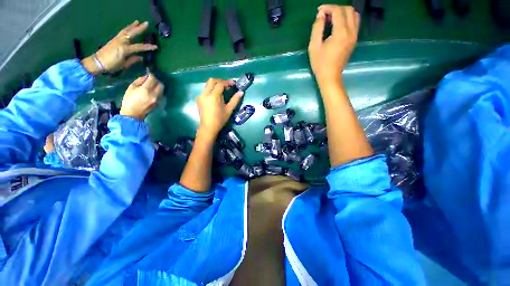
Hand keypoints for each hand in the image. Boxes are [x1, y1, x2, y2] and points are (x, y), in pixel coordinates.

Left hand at [82, 21, 157, 74]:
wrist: (97, 62)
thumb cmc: (112, 65)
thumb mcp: (124, 65)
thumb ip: (133, 60)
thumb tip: (141, 57)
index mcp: (124, 49)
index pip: (139, 47)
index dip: (148, 47)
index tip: (155, 47)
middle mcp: (121, 42)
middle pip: (131, 33)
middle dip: (139, 28)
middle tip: (146, 23)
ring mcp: (117, 39)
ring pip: (126, 30)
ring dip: (132, 26)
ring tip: (137, 22)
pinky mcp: (114, 39)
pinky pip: (122, 32)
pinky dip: (127, 28)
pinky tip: (129, 27)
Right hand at [120, 73, 163, 119]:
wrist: (133, 114)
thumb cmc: (129, 100)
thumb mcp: (131, 88)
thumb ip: (139, 81)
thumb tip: (146, 77)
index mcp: (146, 90)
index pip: (153, 79)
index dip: (151, 75)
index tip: (148, 74)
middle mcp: (154, 94)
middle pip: (161, 85)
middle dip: (157, 81)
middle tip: (151, 80)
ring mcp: (158, 99)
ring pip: (162, 90)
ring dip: (158, 86)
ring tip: (152, 86)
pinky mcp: (159, 103)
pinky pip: (161, 95)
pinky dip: (158, 92)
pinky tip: (153, 92)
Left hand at [196, 78, 243, 140]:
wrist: (208, 127)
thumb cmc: (220, 119)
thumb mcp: (229, 110)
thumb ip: (235, 100)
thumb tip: (241, 92)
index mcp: (213, 97)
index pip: (220, 84)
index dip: (227, 82)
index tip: (233, 84)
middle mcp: (205, 94)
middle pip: (212, 81)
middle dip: (220, 81)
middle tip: (227, 85)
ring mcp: (201, 96)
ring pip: (207, 85)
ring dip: (215, 85)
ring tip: (223, 90)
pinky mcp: (199, 99)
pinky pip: (205, 90)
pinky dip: (211, 89)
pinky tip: (216, 96)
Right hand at [308, 5, 359, 85]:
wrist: (330, 76)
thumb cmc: (320, 64)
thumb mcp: (314, 47)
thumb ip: (317, 28)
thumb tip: (321, 15)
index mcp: (341, 33)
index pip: (338, 11)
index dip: (328, 7)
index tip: (319, 11)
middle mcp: (351, 32)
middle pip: (348, 10)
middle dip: (336, 8)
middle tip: (325, 15)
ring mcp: (355, 36)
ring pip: (354, 15)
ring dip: (343, 12)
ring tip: (332, 19)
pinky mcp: (354, 40)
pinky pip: (355, 22)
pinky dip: (347, 19)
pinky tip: (338, 25)